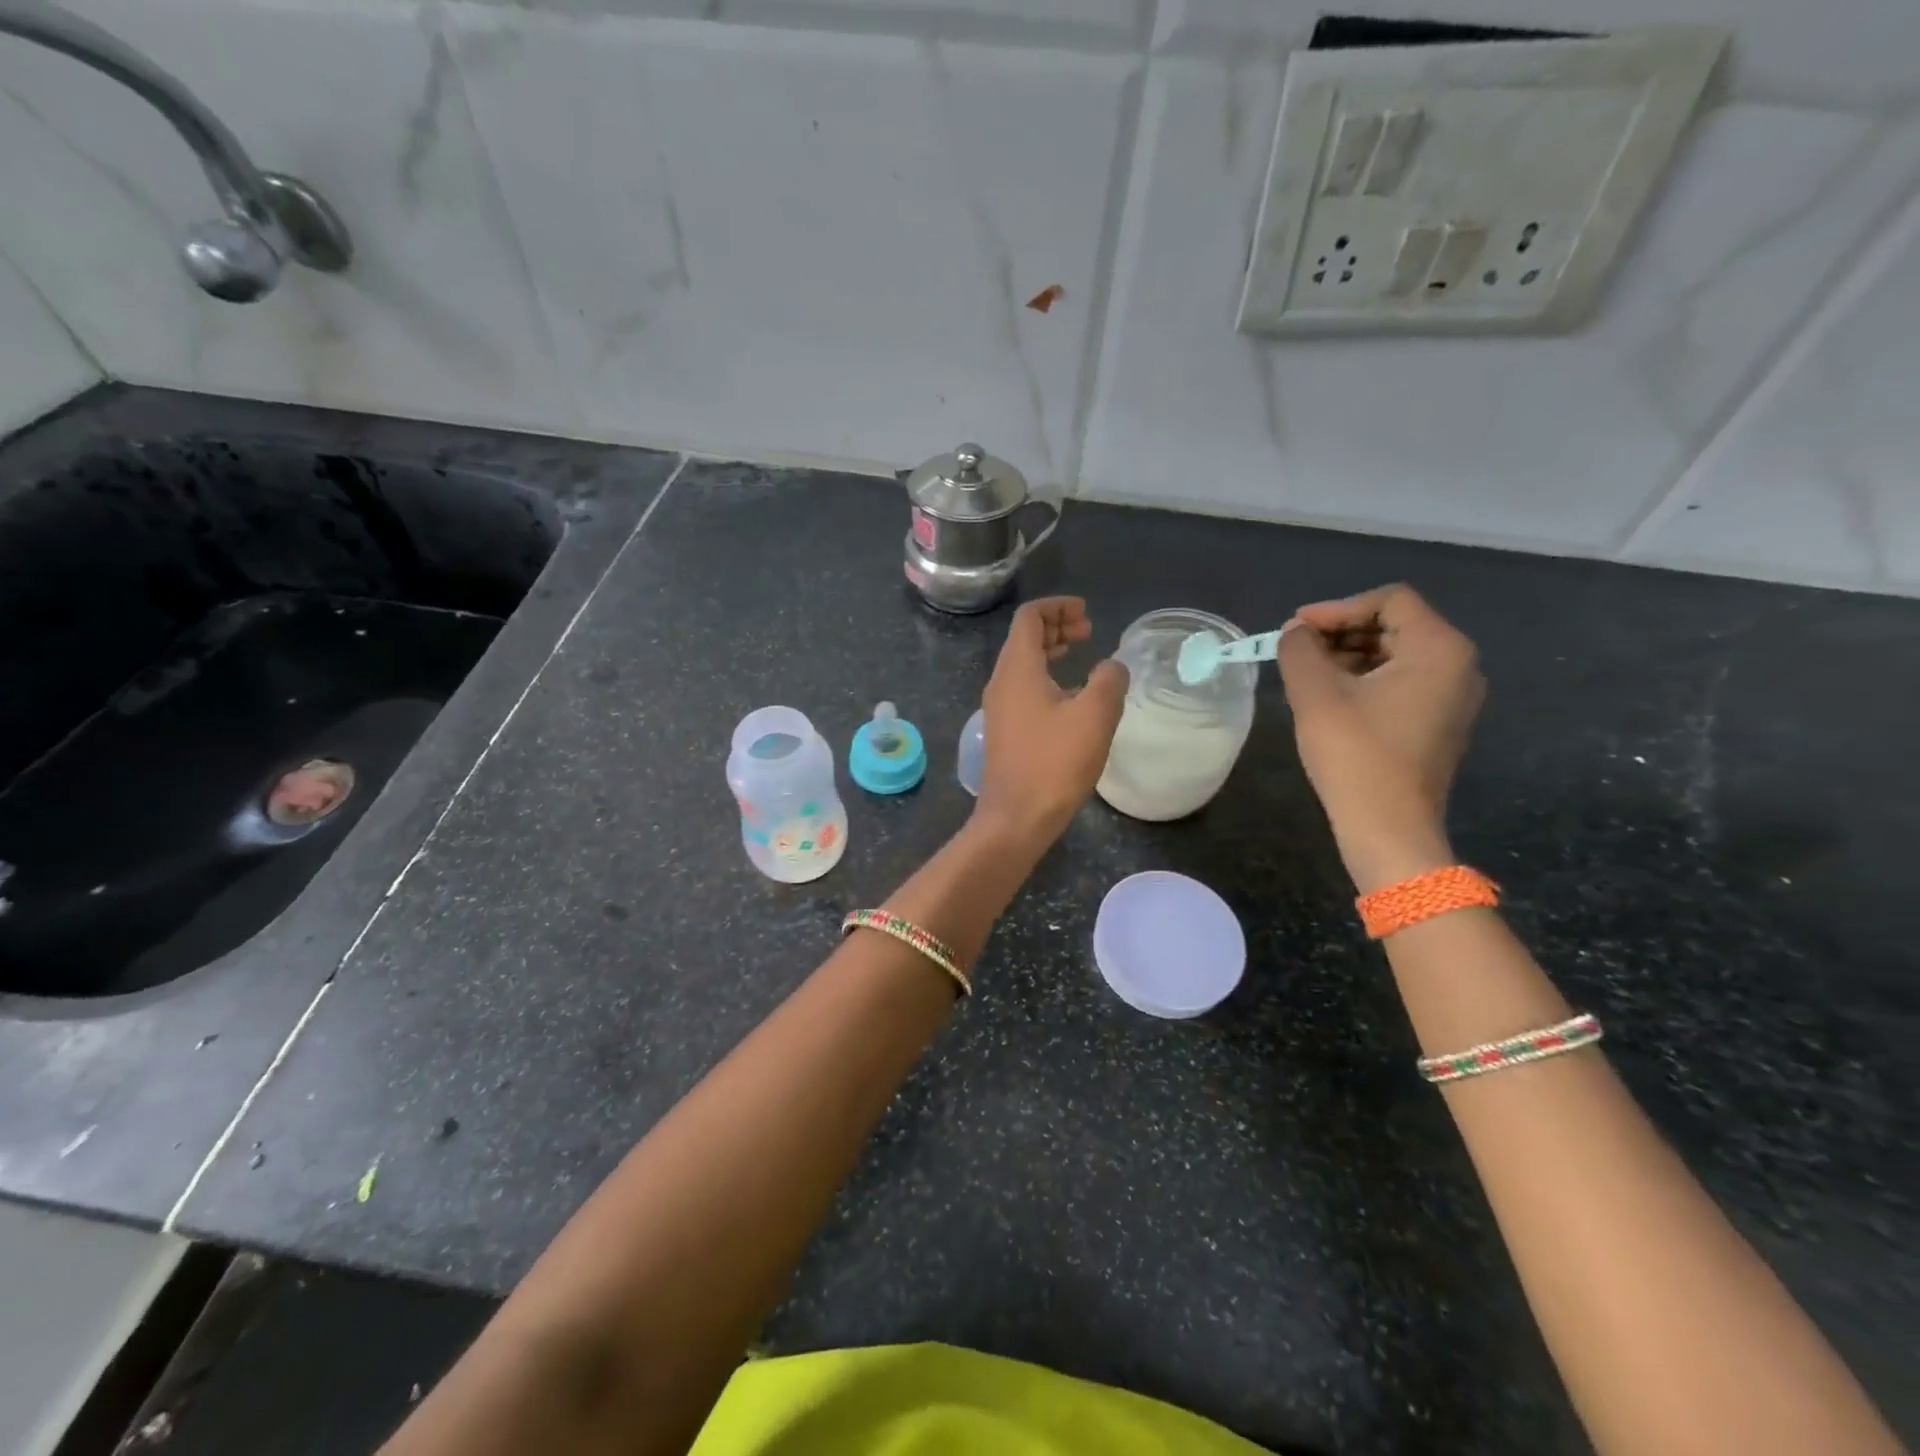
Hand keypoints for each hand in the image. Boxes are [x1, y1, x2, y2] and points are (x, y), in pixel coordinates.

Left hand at [975, 597, 1127, 851]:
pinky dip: (1046, 678)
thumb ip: (1108, 681)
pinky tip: (1071, 697)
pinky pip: (1023, 688)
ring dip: (1051, 652)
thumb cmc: (1054, 763)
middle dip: (1056, 626)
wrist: (1016, 818)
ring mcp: (998, 708)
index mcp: (1017, 669)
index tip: (1086, 613)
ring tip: (1081, 655)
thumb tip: (1112, 666)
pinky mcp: (1004, 731)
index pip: (1029, 618)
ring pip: (1023, 664)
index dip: (1058, 606)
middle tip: (1088, 631)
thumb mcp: (1094, 716)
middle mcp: (1001, 682)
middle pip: (1024, 638)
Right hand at [1275, 584, 1483, 892]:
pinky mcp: (1441, 723)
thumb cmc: (1355, 755)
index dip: (1337, 608)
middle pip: (1396, 625)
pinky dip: (1366, 680)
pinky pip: (1403, 682)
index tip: (1296, 629)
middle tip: (1297, 650)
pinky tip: (1330, 698)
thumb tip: (1295, 632)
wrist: (1388, 828)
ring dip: (1349, 656)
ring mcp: (1454, 697)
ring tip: (1307, 674)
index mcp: (1439, 648)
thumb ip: (1300, 650)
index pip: (1389, 600)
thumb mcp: (1316, 695)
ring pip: (1397, 654)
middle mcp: (1459, 665)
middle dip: (1341, 632)